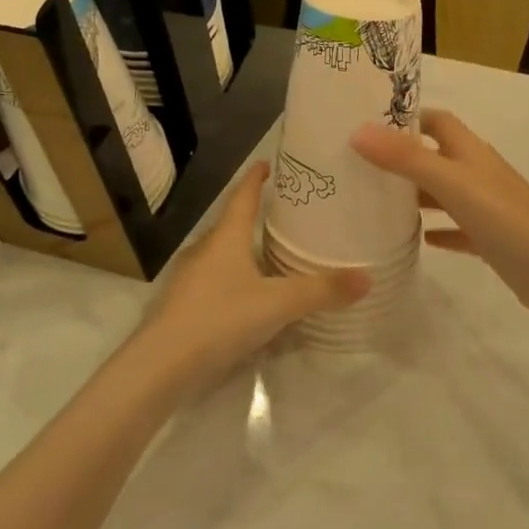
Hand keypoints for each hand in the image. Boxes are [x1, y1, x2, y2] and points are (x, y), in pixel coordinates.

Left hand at [139, 161, 368, 383]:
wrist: (160, 366)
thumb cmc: (219, 319)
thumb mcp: (277, 305)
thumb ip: (321, 291)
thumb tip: (367, 277)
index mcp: (226, 238)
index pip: (243, 196)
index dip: (256, 177)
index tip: (270, 163)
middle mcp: (205, 250)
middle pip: (232, 224)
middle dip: (255, 216)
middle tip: (286, 215)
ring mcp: (189, 278)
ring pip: (222, 255)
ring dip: (244, 250)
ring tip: (272, 256)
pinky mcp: (183, 306)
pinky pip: (215, 281)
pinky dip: (234, 279)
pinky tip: (249, 298)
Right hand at [352, 110, 528, 321]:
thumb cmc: (505, 219)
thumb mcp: (451, 183)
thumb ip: (406, 158)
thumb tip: (358, 130)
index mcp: (470, 152)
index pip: (436, 120)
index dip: (406, 117)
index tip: (366, 122)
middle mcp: (478, 173)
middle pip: (435, 156)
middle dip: (402, 157)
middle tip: (359, 165)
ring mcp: (486, 207)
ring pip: (444, 193)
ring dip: (416, 195)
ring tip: (376, 202)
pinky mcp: (491, 239)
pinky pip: (457, 229)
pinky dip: (438, 230)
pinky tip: (419, 240)